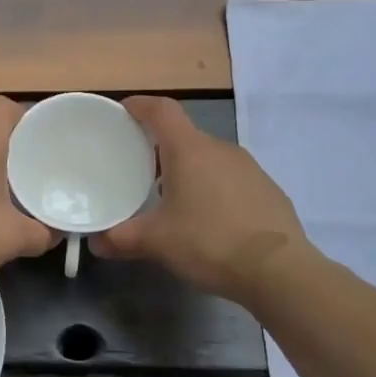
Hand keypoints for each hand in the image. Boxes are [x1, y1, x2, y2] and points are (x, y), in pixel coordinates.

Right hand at [92, 96, 312, 306]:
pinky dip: (213, 188)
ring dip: (188, 170)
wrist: (279, 271)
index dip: (140, 105)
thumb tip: (96, 242)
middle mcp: (221, 149)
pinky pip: (231, 179)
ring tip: (172, 198)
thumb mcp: (156, 242)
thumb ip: (121, 238)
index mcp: (190, 150)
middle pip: (185, 136)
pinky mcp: (268, 190)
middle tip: (139, 169)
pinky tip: (208, 219)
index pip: (162, 110)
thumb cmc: (209, 243)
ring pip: (209, 159)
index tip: (123, 110)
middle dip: (160, 148)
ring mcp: (250, 168)